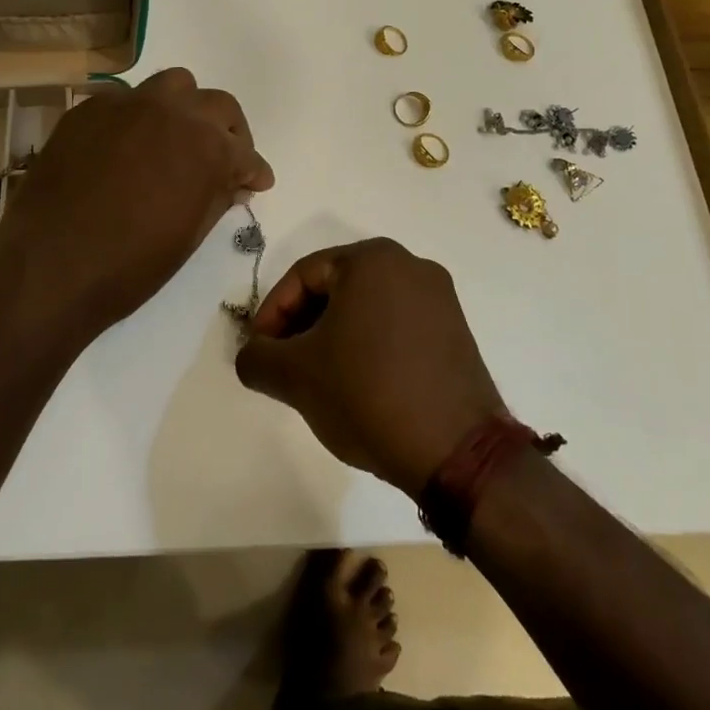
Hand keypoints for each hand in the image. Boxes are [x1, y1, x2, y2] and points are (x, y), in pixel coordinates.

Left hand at [0, 68, 272, 337]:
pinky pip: (125, 100)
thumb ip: (218, 197)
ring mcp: (127, 104)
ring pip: (172, 85)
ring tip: (175, 139)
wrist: (50, 267)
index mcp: (208, 146)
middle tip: (223, 158)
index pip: (245, 152)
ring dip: (183, 109)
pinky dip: (138, 118)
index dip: (254, 171)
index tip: (256, 182)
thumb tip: (233, 182)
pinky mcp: (88, 109)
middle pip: (217, 105)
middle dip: (228, 131)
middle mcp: (173, 111)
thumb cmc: (131, 265)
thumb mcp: (190, 236)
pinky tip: (127, 147)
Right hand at [234, 238, 504, 497]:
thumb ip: (257, 358)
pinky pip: (396, 326)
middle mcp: (410, 265)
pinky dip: (368, 346)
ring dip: (333, 338)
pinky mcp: (456, 332)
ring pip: (366, 308)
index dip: (271, 313)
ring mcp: (439, 298)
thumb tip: (253, 356)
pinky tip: (358, 385)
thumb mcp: (294, 376)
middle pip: (336, 288)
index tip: (259, 352)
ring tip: (318, 379)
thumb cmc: (367, 393)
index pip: (303, 276)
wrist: (456, 451)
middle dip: (302, 325)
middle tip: (284, 364)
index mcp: (372, 259)